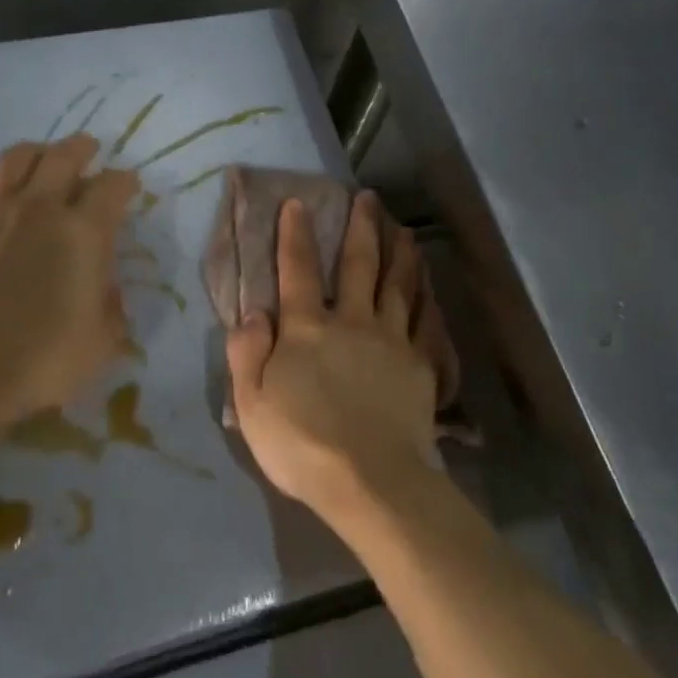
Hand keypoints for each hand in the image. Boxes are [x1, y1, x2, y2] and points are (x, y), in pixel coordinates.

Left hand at [0, 134, 139, 418]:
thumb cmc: (48, 357)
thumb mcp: (104, 339)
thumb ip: (111, 305)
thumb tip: (106, 288)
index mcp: (85, 232)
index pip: (112, 187)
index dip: (126, 181)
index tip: (131, 184)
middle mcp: (40, 211)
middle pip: (62, 158)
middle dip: (80, 148)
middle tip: (89, 147)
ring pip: (10, 164)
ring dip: (29, 152)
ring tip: (39, 154)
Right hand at [226, 192, 437, 524]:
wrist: (371, 480)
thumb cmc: (301, 444)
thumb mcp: (251, 403)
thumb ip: (247, 353)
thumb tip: (253, 312)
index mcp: (307, 329)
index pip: (296, 270)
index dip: (295, 234)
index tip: (298, 203)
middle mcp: (352, 322)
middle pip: (358, 265)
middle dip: (361, 228)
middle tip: (368, 198)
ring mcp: (392, 341)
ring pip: (399, 285)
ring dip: (401, 253)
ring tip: (404, 230)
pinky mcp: (421, 365)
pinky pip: (426, 322)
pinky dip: (427, 299)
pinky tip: (430, 287)